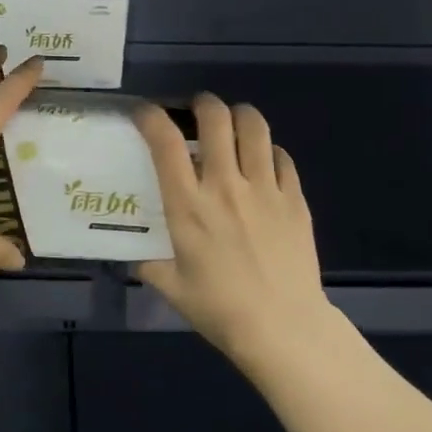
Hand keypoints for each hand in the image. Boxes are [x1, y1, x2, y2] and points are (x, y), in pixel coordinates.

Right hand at [135, 95, 332, 366]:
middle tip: (196, 112)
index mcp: (188, 204)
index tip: (145, 113)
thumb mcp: (171, 287)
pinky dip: (269, 151)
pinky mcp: (295, 199)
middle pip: (215, 118)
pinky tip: (263, 163)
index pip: (165, 141)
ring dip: (239, 116)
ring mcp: (265, 188)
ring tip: (232, 124)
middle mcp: (225, 185)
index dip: (151, 116)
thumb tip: (136, 254)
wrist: (282, 327)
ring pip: (255, 126)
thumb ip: (149, 263)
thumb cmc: (219, 309)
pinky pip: (282, 157)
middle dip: (202, 104)